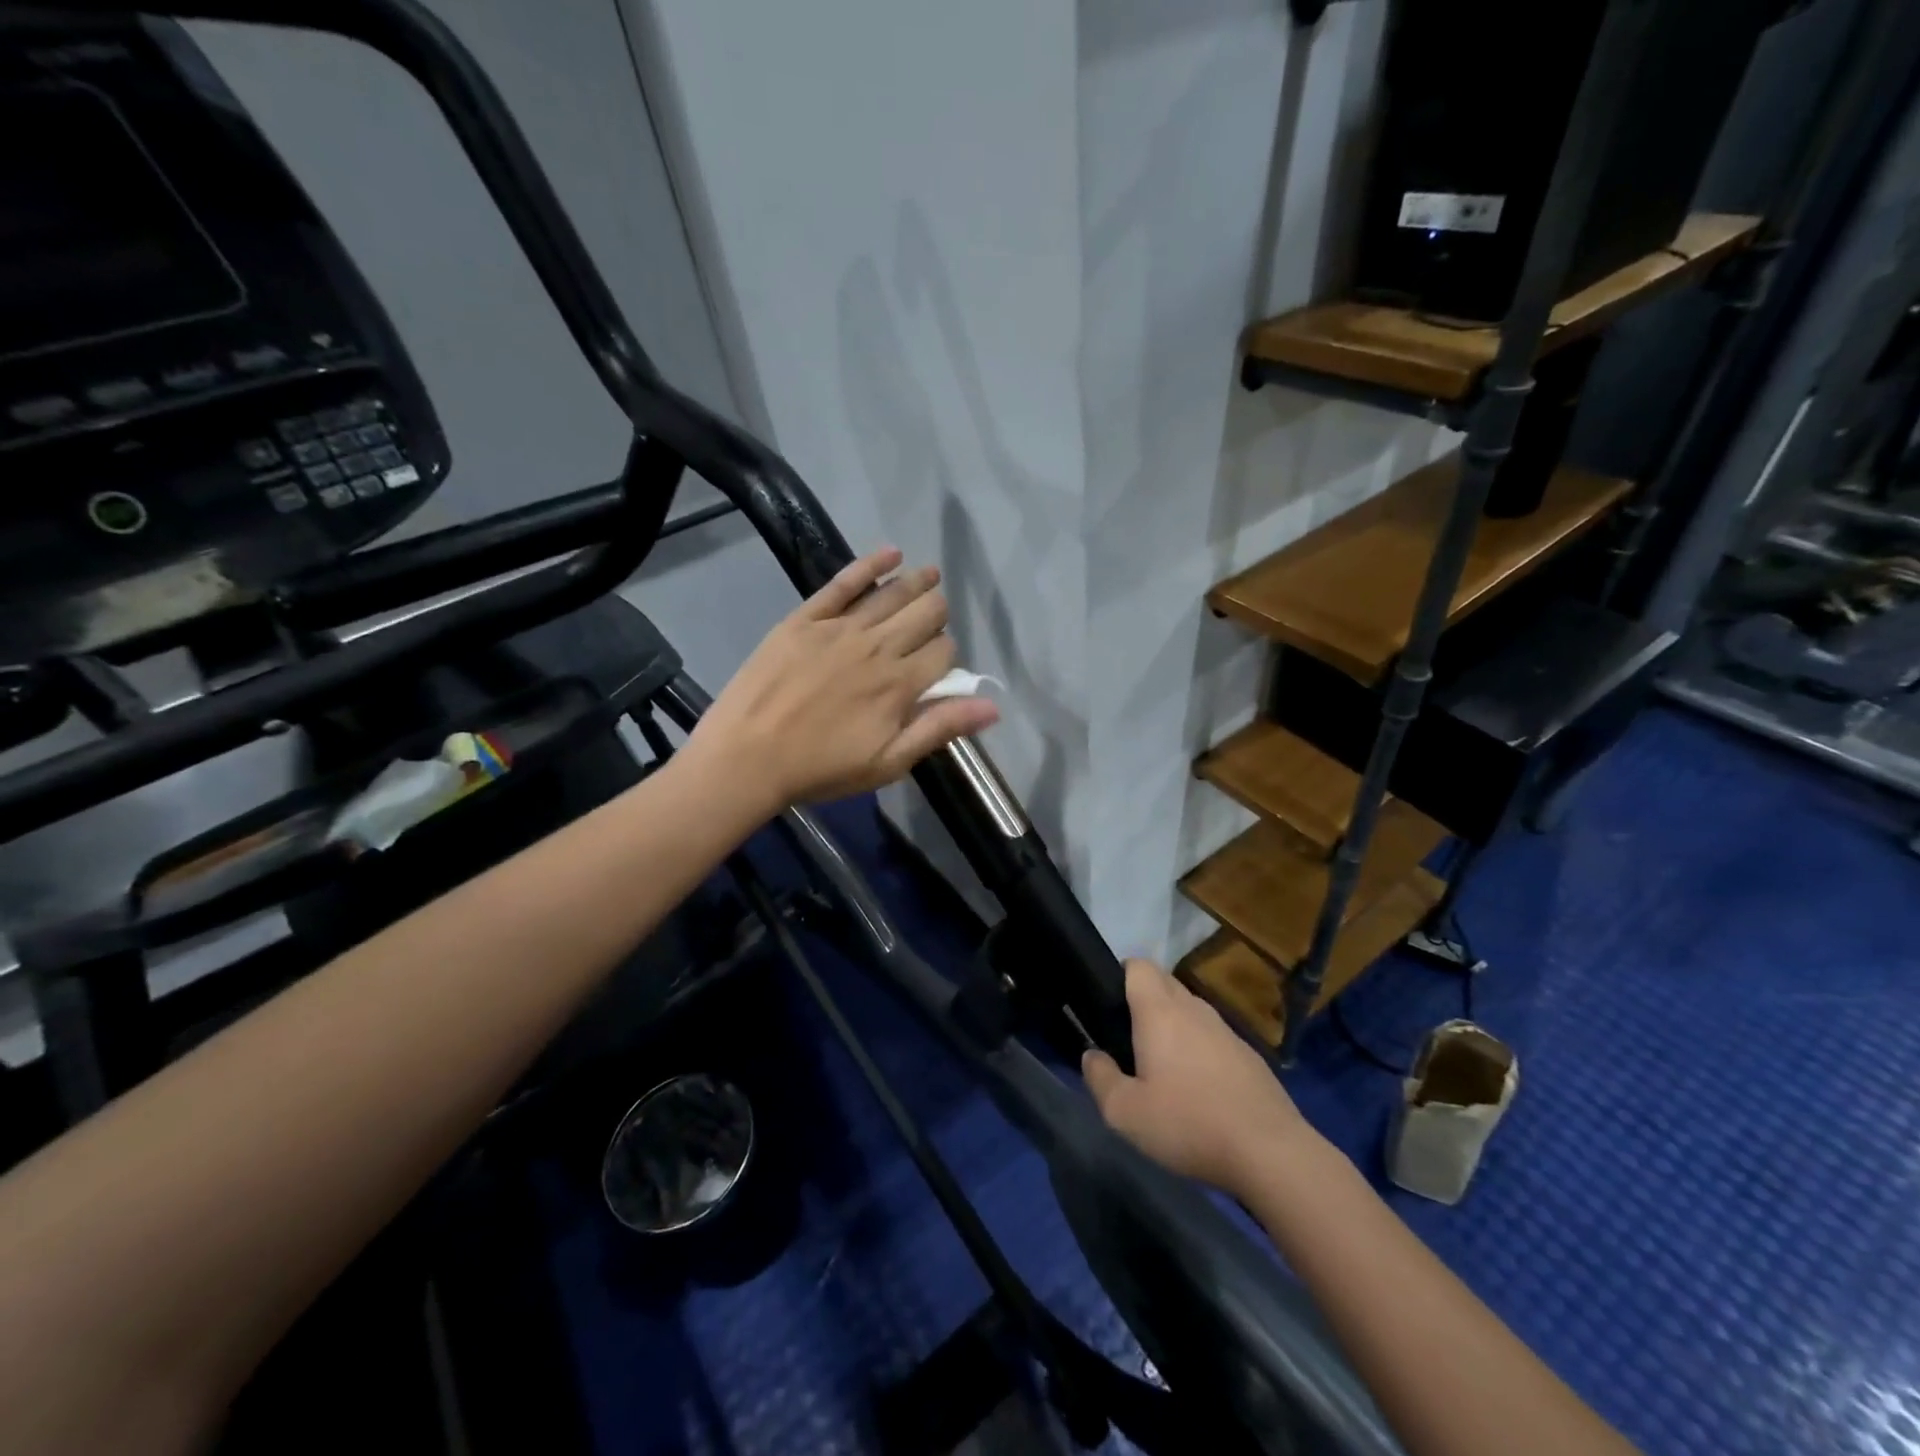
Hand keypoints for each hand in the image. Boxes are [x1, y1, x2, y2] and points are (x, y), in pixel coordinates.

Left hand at [688, 547, 998, 809]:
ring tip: (930, 575)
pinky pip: (844, 581)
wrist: (746, 758)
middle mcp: (878, 647)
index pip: (944, 653)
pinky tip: (891, 552)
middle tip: (934, 619)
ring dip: (918, 582)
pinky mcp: (806, 618)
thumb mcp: (888, 763)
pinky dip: (871, 563)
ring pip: (893, 593)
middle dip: (938, 613)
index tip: (938, 667)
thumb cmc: (821, 769)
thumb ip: (939, 729)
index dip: (948, 655)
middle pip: (926, 614)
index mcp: (900, 685)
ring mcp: (841, 628)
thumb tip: (993, 707)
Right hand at [1082, 960, 1315, 1195]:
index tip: (1109, 1005)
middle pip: (1164, 983)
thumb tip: (1092, 1056)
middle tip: (1129, 1040)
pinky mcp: (1249, 1056)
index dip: (1121, 974)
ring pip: (1190, 1010)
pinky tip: (1200, 1090)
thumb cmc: (1189, 1124)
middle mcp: (1194, 1009)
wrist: (1270, 1152)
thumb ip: (1100, 1079)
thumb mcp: (1125, 1113)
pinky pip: (1213, 1037)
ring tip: (1163, 1067)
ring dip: (1174, 1025)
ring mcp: (1226, 1031)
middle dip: (1144, 999)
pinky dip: (1200, 1049)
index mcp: (1160, 1012)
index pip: (1138, 965)